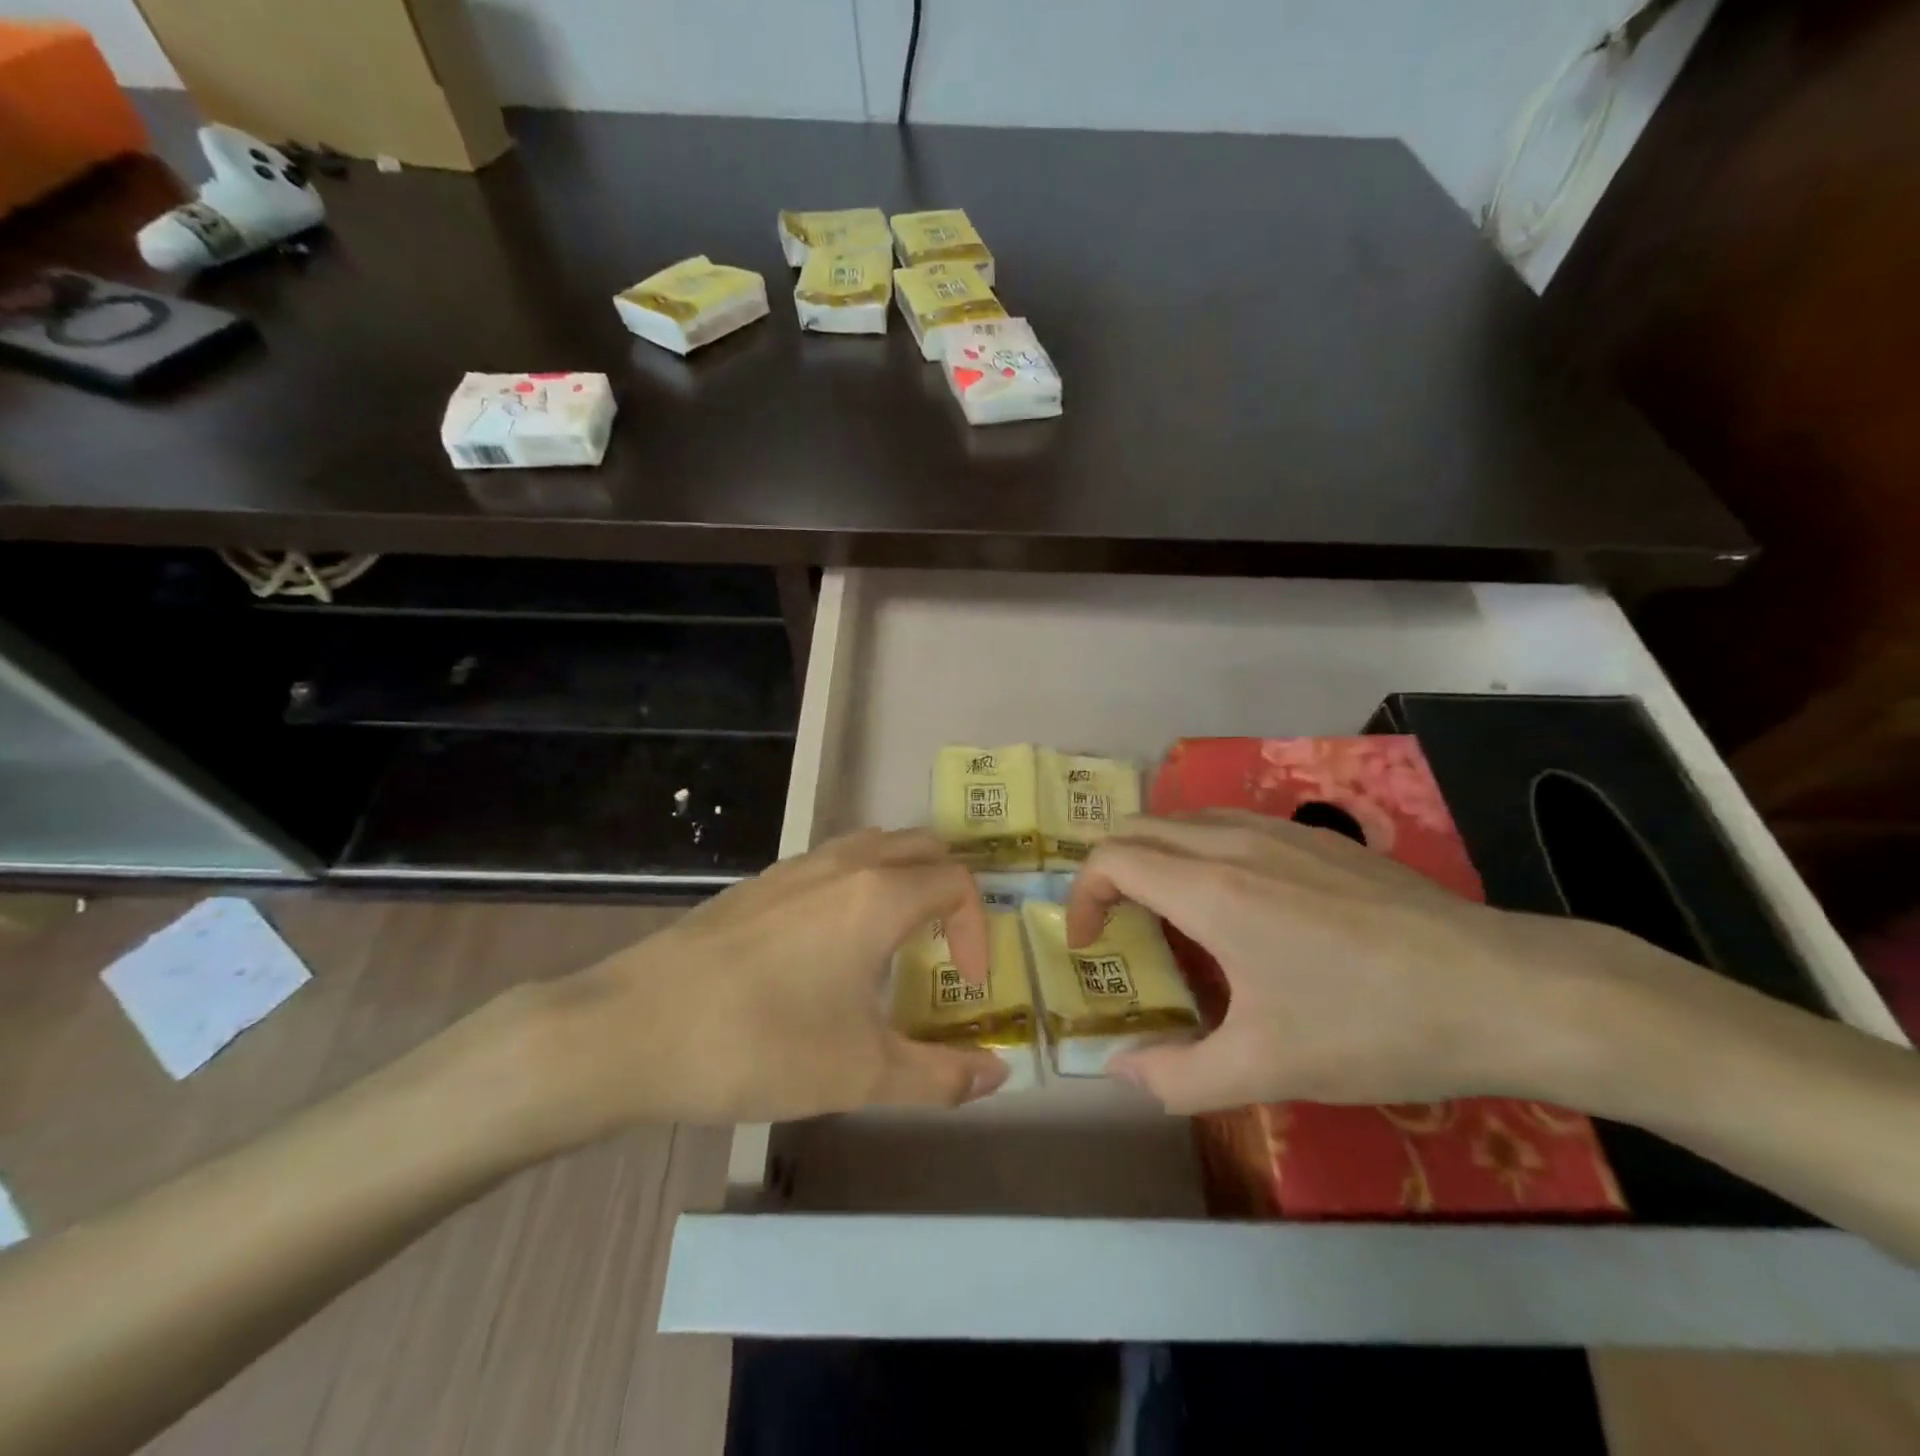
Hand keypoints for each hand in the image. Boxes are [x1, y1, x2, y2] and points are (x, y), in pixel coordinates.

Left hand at [517, 829, 1009, 1142]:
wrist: (631, 1031)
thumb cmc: (760, 1046)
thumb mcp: (861, 1074)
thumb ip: (940, 1076)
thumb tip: (998, 1073)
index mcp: (879, 895)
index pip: (957, 883)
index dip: (977, 929)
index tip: (966, 983)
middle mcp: (844, 863)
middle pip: (922, 846)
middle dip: (948, 890)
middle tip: (944, 948)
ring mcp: (795, 867)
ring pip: (873, 845)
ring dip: (902, 879)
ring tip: (894, 941)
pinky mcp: (758, 883)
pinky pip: (831, 862)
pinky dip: (858, 884)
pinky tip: (829, 946)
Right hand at [1066, 812, 1610, 1112]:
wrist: (1504, 990)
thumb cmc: (1373, 1027)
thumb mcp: (1266, 1070)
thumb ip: (1176, 1076)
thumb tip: (1118, 1071)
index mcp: (1210, 890)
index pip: (1112, 859)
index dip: (1083, 897)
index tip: (1090, 945)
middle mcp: (1234, 843)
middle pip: (1139, 828)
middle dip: (1110, 871)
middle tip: (1119, 927)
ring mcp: (1280, 831)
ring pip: (1185, 819)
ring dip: (1156, 855)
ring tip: (1170, 913)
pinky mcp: (1318, 836)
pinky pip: (1230, 824)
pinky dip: (1200, 849)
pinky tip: (1240, 902)